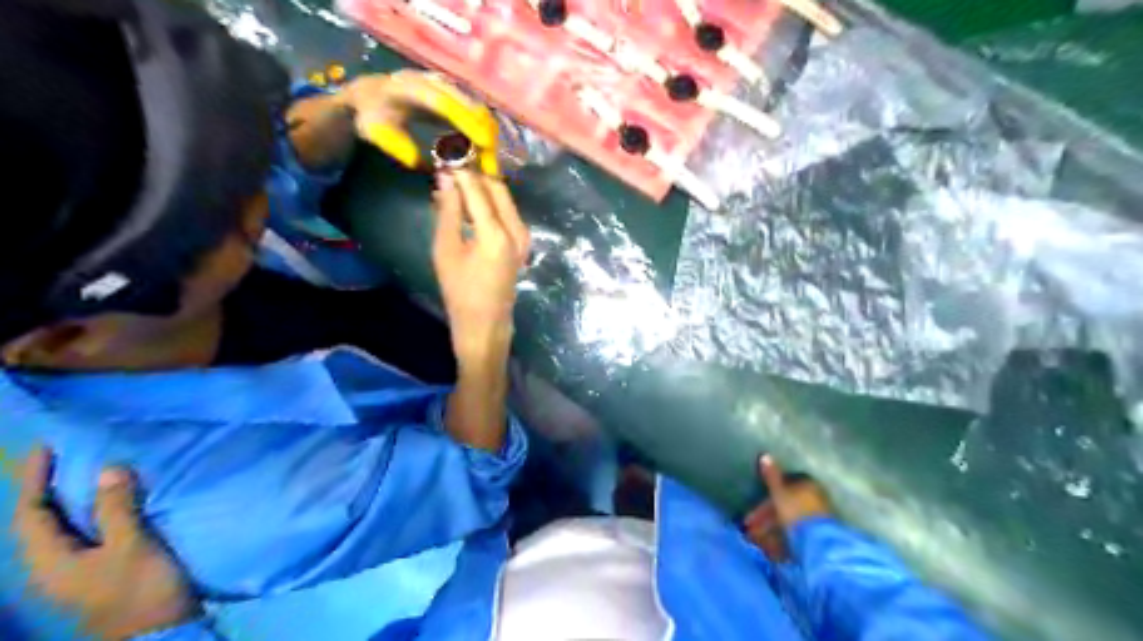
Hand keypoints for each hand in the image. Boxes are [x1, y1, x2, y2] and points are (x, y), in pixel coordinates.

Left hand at [14, 449, 197, 639]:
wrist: (159, 632)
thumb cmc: (138, 589)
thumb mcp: (131, 547)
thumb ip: (117, 508)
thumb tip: (109, 468)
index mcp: (49, 560)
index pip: (31, 512)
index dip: (34, 479)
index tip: (46, 446)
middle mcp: (55, 563)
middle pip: (43, 518)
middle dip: (50, 485)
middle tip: (68, 453)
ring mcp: (79, 567)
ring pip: (69, 524)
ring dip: (77, 496)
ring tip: (93, 468)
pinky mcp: (104, 568)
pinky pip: (93, 529)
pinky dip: (100, 509)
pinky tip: (120, 498)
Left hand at [340, 69, 501, 175]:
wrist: (370, 95)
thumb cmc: (373, 116)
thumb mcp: (379, 134)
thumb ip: (402, 148)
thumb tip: (433, 165)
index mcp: (410, 88)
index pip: (445, 104)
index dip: (467, 122)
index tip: (485, 144)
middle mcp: (433, 82)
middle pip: (470, 106)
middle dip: (485, 135)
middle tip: (492, 166)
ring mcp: (446, 87)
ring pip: (477, 110)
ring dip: (488, 138)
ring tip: (490, 164)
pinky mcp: (454, 96)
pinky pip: (475, 114)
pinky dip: (483, 134)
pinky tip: (485, 154)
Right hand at [433, 170, 532, 360]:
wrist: (486, 322)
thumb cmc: (460, 291)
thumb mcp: (446, 250)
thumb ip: (448, 212)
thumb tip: (445, 178)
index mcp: (496, 233)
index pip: (478, 189)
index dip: (460, 170)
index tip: (444, 154)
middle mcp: (516, 229)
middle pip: (497, 188)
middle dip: (474, 173)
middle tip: (451, 165)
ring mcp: (524, 236)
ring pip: (504, 198)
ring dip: (482, 187)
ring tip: (455, 182)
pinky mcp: (523, 241)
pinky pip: (506, 211)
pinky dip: (489, 202)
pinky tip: (469, 202)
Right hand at [742, 453, 832, 556]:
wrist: (819, 545)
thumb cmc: (797, 512)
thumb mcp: (780, 492)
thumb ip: (772, 476)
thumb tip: (765, 455)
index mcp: (807, 486)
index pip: (783, 487)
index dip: (765, 498)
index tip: (751, 509)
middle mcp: (814, 500)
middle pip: (784, 507)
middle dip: (765, 518)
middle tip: (749, 529)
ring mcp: (816, 521)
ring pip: (787, 524)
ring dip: (770, 532)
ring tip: (755, 542)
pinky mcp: (816, 539)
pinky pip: (794, 538)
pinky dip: (780, 542)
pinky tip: (769, 551)